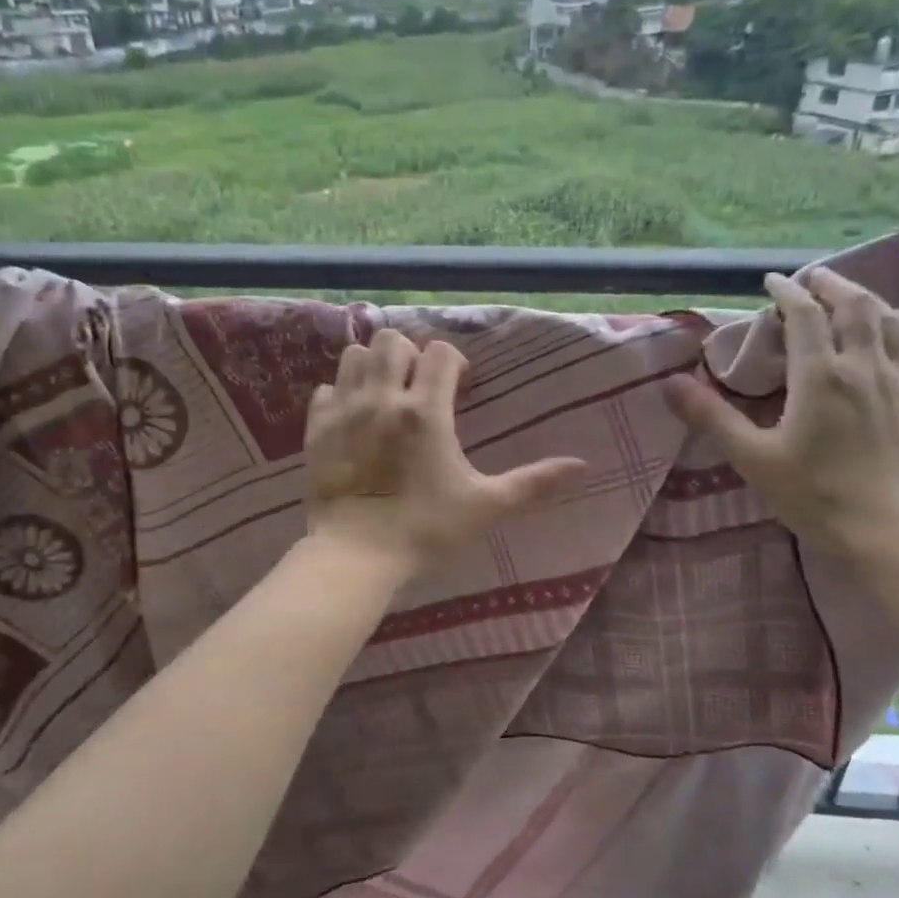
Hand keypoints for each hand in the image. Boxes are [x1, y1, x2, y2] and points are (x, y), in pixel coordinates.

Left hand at [303, 329, 586, 572]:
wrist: (356, 557)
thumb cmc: (425, 530)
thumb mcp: (485, 506)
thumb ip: (533, 483)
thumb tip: (582, 466)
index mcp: (425, 411)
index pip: (440, 352)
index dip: (454, 362)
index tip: (459, 387)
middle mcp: (382, 399)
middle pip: (393, 340)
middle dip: (412, 355)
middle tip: (421, 387)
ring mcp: (344, 411)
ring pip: (355, 355)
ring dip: (374, 366)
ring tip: (386, 394)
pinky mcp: (316, 429)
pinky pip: (325, 389)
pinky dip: (341, 393)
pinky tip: (353, 417)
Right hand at [667, 268, 898, 565]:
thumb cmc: (819, 497)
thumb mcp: (754, 460)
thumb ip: (712, 418)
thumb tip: (668, 384)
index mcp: (820, 376)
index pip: (805, 316)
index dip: (787, 293)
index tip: (772, 282)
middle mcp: (865, 366)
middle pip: (854, 306)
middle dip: (831, 285)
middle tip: (813, 280)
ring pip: (893, 320)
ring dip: (871, 298)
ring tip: (855, 294)